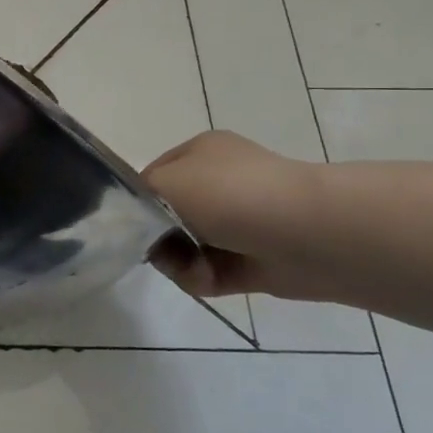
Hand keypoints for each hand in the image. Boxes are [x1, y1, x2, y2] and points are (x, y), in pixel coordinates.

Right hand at [141, 130, 328, 299]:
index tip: (126, 221)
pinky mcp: (250, 262)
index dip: (136, 200)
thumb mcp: (165, 181)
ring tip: (188, 266)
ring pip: (184, 248)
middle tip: (155, 246)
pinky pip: (207, 273)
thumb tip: (138, 221)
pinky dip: (200, 278)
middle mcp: (219, 184)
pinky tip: (206, 277)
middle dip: (157, 236)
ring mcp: (237, 223)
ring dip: (178, 261)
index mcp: (202, 154)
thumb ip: (136, 196)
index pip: (152, 176)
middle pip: (165, 216)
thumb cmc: (229, 195)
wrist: (306, 233)